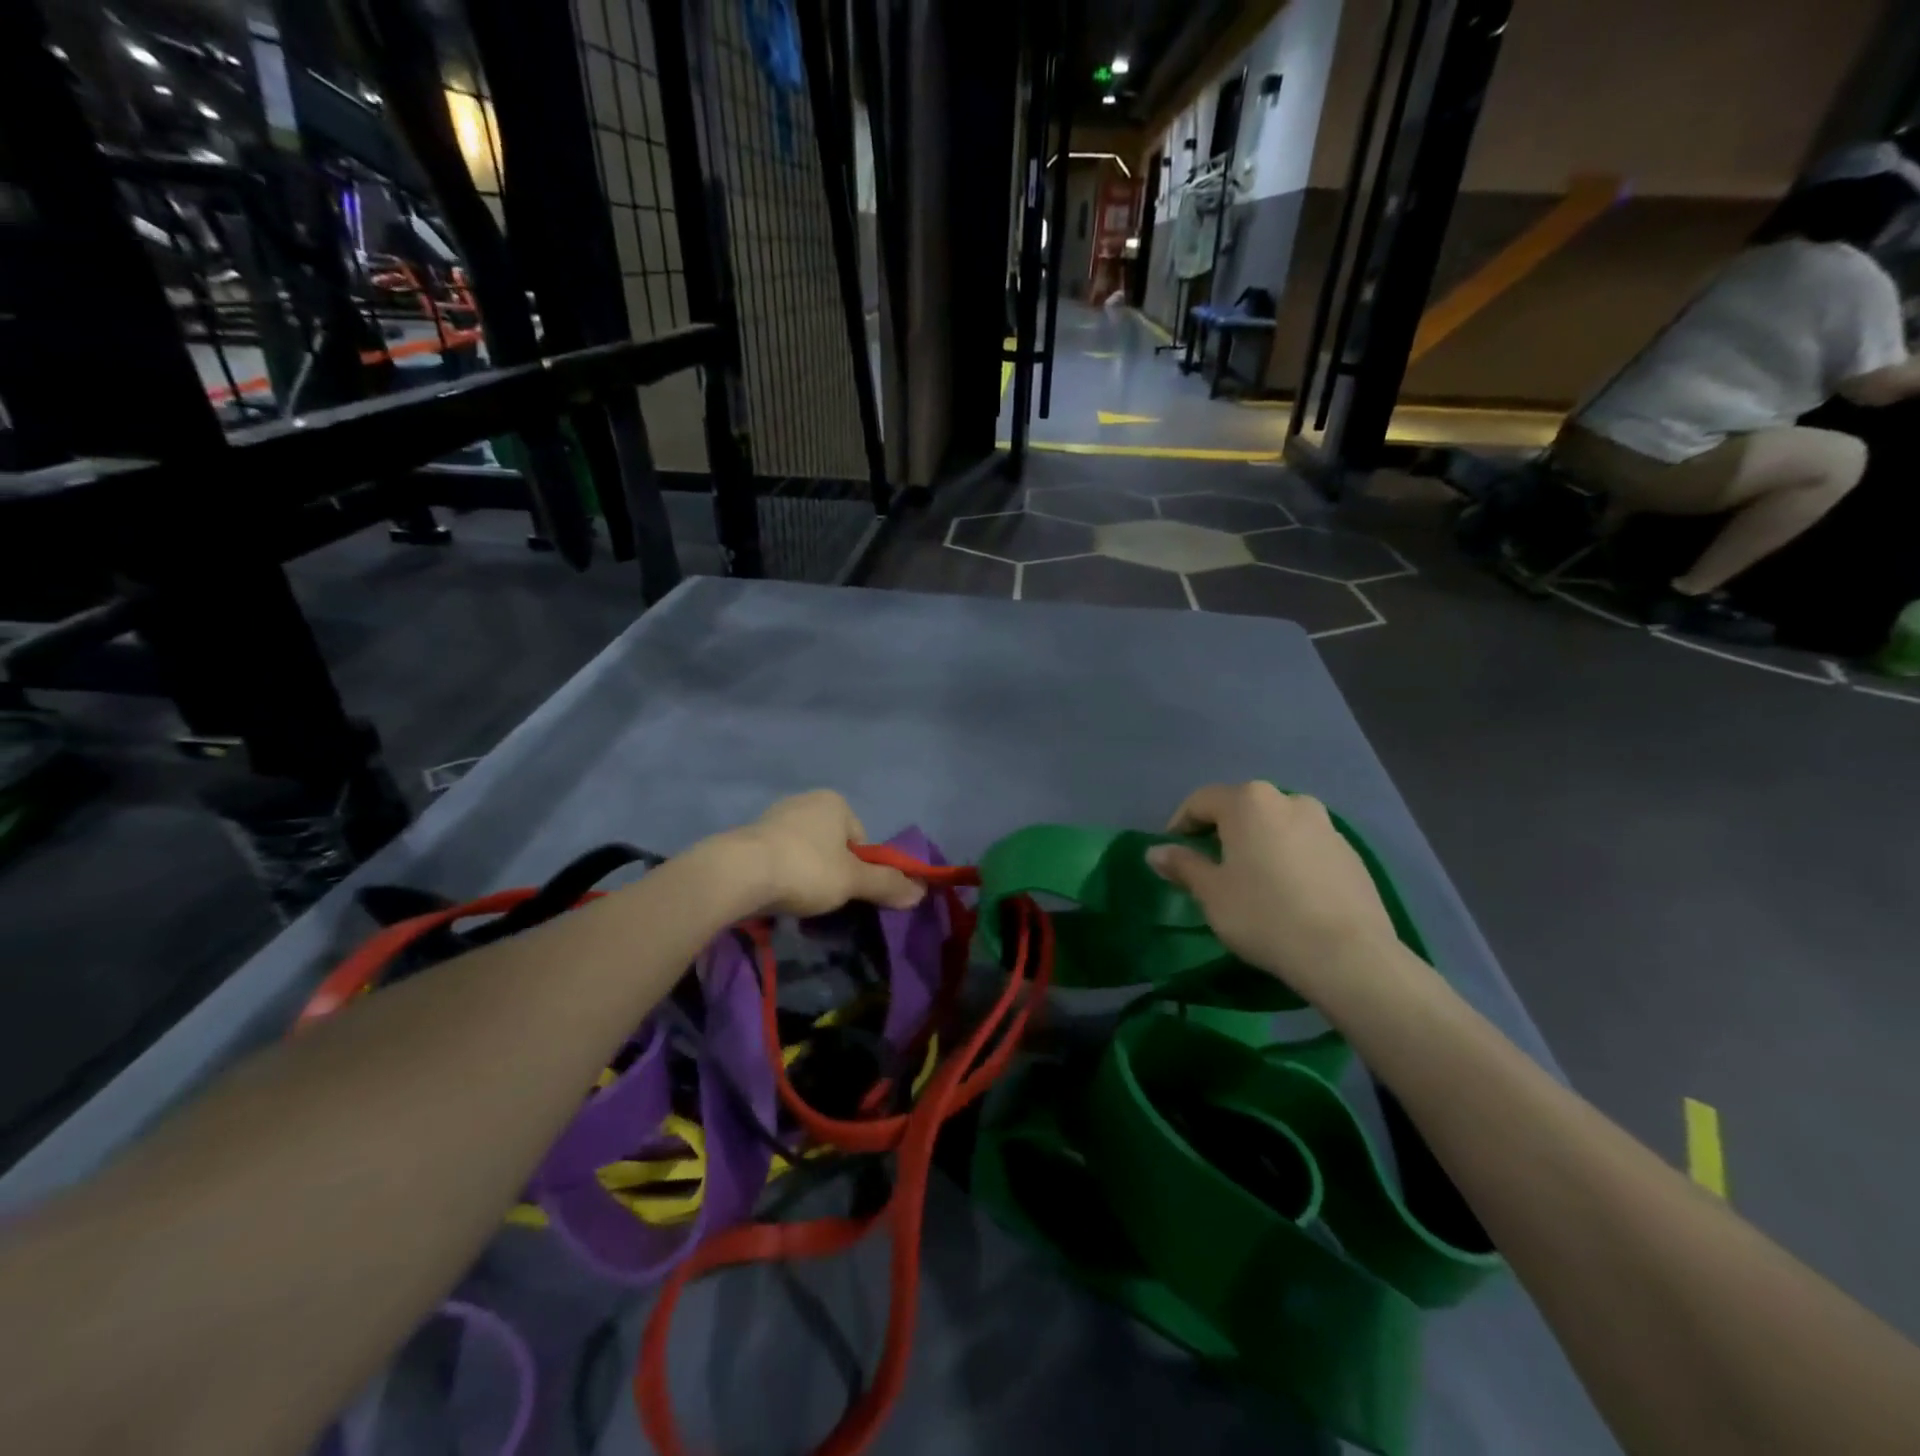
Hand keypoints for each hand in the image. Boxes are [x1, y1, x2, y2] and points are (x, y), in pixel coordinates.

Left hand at [718, 790, 924, 916]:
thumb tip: (921, 892)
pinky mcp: (749, 837)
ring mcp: (774, 817)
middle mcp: (805, 801)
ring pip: (805, 853)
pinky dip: (782, 877)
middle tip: (826, 900)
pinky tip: (775, 897)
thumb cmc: (806, 869)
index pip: (861, 840)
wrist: (738, 873)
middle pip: (833, 846)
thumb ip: (887, 884)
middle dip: (833, 873)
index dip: (861, 869)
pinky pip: (778, 859)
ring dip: (807, 877)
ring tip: (799, 903)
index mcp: (834, 802)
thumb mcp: (853, 880)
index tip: (849, 892)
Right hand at [1145, 782, 1398, 997]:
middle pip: (1242, 808)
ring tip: (1249, 880)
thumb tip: (1154, 851)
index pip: (1201, 801)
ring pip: (1276, 826)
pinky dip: (1288, 859)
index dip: (1180, 824)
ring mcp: (1325, 825)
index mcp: (1249, 802)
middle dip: (1221, 832)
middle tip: (1208, 866)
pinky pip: (1305, 846)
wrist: (1347, 954)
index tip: (1172, 854)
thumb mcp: (1211, 893)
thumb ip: (1182, 865)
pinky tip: (1286, 893)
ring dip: (1257, 844)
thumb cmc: (1263, 914)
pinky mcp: (1350, 853)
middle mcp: (1288, 800)